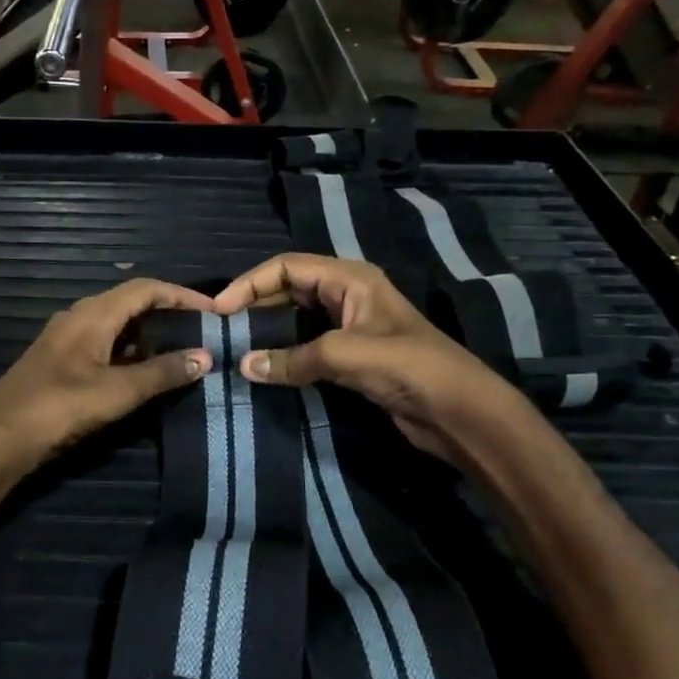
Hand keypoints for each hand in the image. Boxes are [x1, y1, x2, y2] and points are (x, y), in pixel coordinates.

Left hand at [0, 279, 213, 473]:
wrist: (0, 436)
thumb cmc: (60, 406)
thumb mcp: (118, 391)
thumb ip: (162, 372)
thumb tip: (205, 357)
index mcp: (93, 314)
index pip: (145, 288)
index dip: (180, 295)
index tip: (212, 309)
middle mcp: (80, 317)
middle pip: (131, 302)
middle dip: (167, 312)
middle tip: (201, 329)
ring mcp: (68, 338)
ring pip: (117, 324)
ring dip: (149, 333)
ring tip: (182, 349)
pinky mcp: (62, 360)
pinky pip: (104, 343)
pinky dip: (130, 350)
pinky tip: (146, 371)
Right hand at [212, 254, 527, 462]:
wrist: (459, 411)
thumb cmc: (408, 367)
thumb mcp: (346, 355)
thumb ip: (292, 358)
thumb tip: (243, 366)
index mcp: (350, 278)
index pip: (287, 266)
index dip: (250, 283)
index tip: (220, 311)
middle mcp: (347, 295)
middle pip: (289, 289)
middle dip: (255, 305)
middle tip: (222, 330)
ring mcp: (350, 327)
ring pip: (296, 318)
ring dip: (267, 330)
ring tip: (235, 348)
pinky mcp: (352, 357)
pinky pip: (307, 346)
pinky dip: (284, 353)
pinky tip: (264, 367)